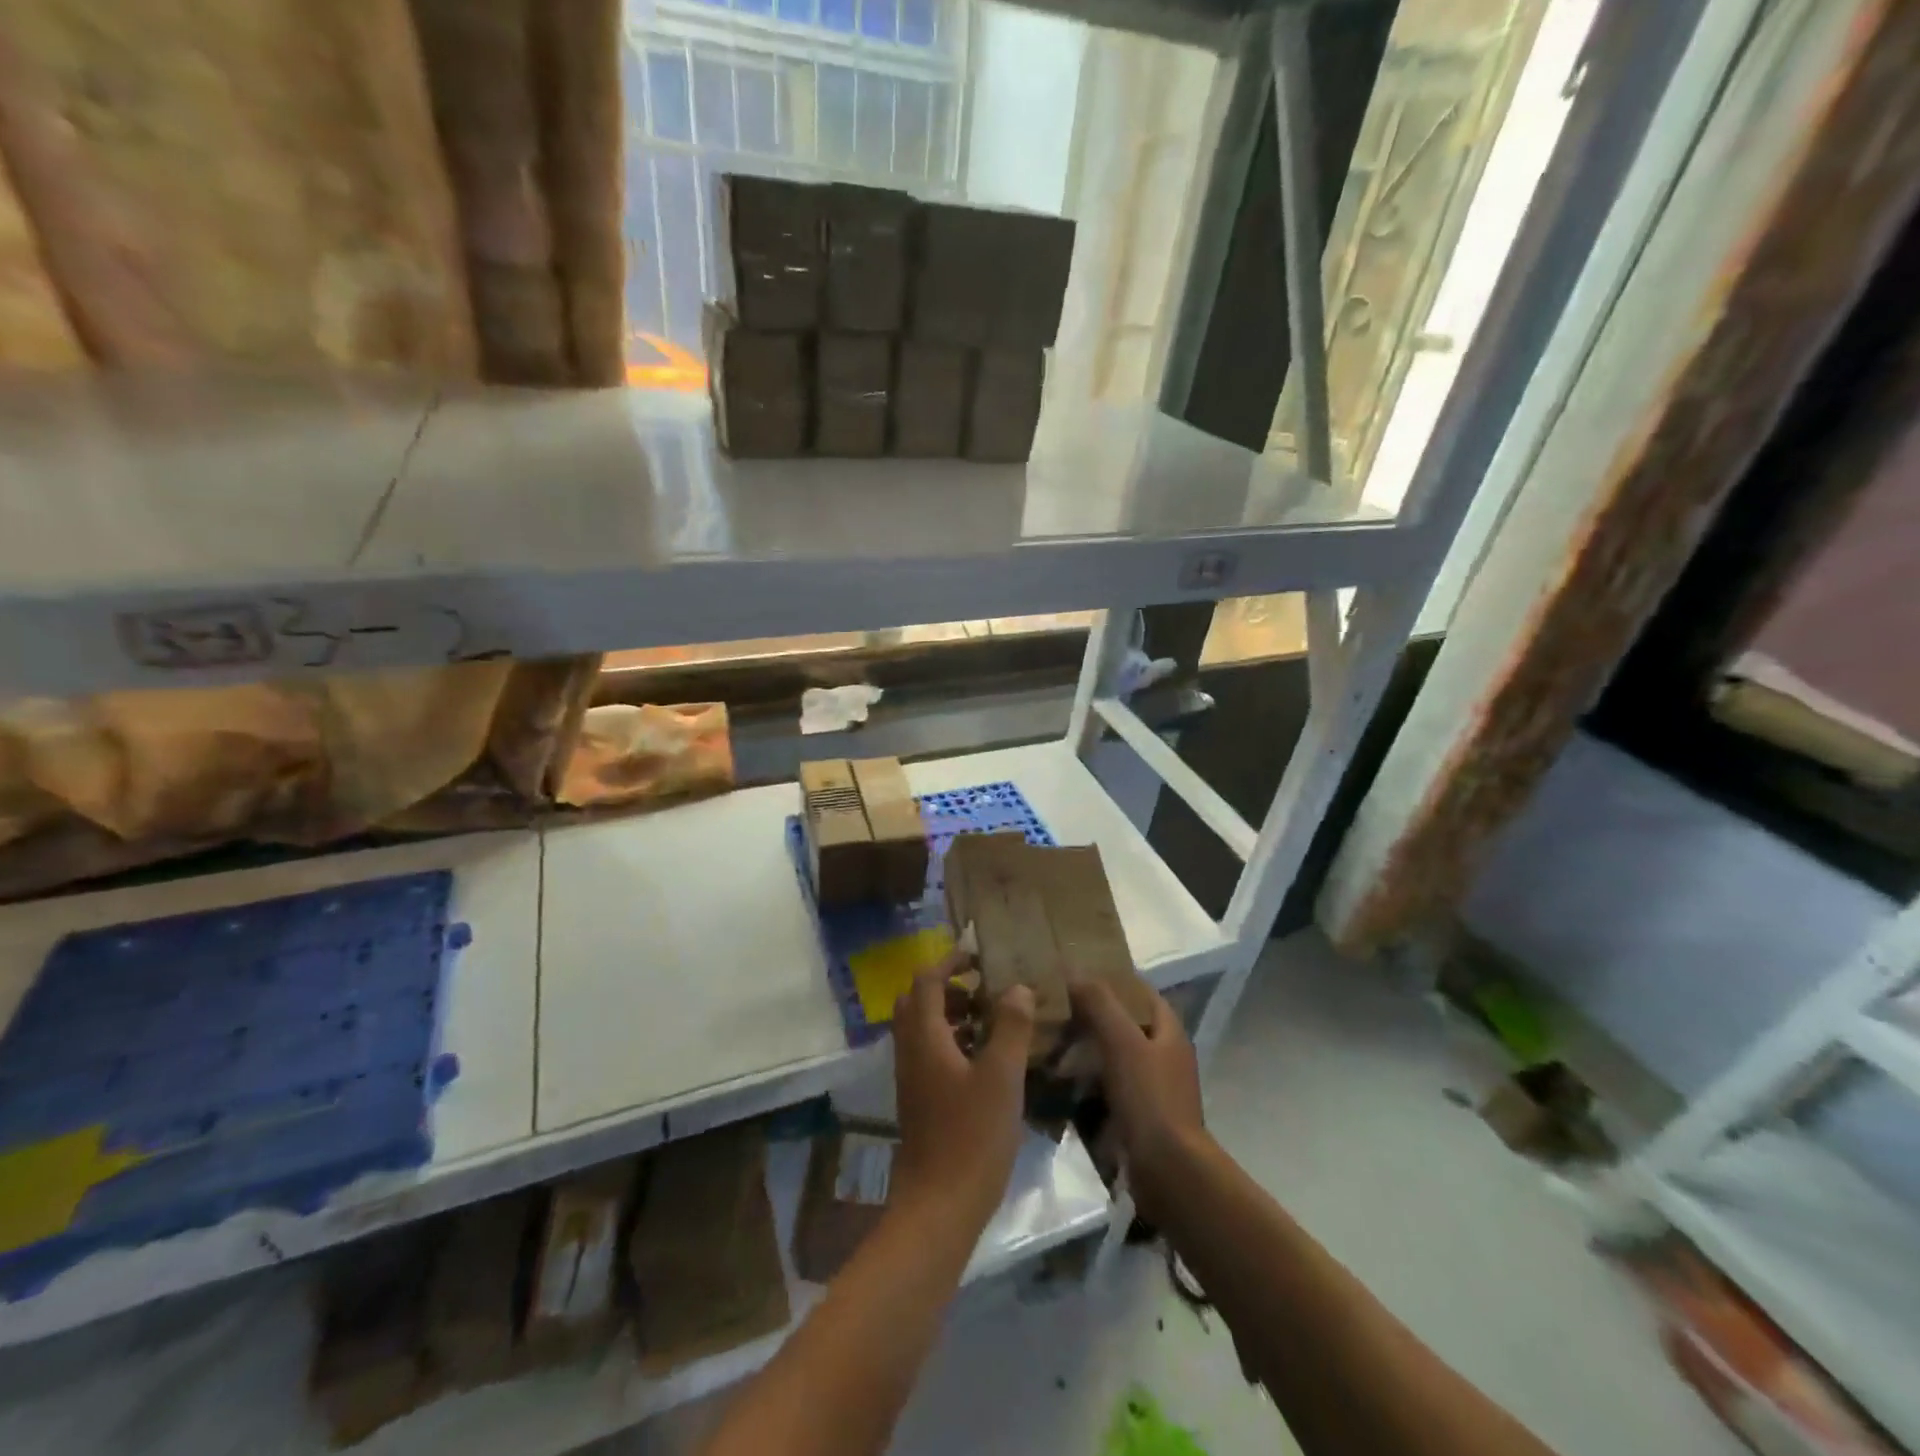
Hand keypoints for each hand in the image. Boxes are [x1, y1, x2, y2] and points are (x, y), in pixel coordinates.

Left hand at [890, 956, 1033, 1227]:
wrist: (938, 1207)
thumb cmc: (972, 1137)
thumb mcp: (1002, 1077)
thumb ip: (1010, 1027)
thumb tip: (1017, 987)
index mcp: (925, 1037)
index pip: (926, 980)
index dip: (950, 961)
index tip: (979, 957)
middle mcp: (910, 1051)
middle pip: (917, 1001)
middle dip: (947, 986)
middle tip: (982, 990)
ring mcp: (911, 1078)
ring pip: (922, 1028)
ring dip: (950, 1014)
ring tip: (990, 1022)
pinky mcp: (918, 1101)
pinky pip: (928, 1053)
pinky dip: (950, 1041)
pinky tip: (984, 1062)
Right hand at [1070, 981, 1205, 1220]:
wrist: (1169, 1173)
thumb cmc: (1150, 1099)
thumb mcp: (1123, 1042)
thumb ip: (1100, 1003)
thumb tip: (1073, 969)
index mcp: (1168, 1031)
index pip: (1139, 991)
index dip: (1111, 979)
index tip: (1075, 973)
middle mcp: (1163, 1055)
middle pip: (1124, 1024)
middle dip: (1091, 1016)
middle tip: (1052, 1008)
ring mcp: (1152, 1089)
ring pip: (1112, 1057)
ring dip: (1084, 1050)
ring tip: (1047, 1042)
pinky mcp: (1137, 1117)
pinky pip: (1106, 1089)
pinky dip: (1085, 1083)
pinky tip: (1057, 1082)